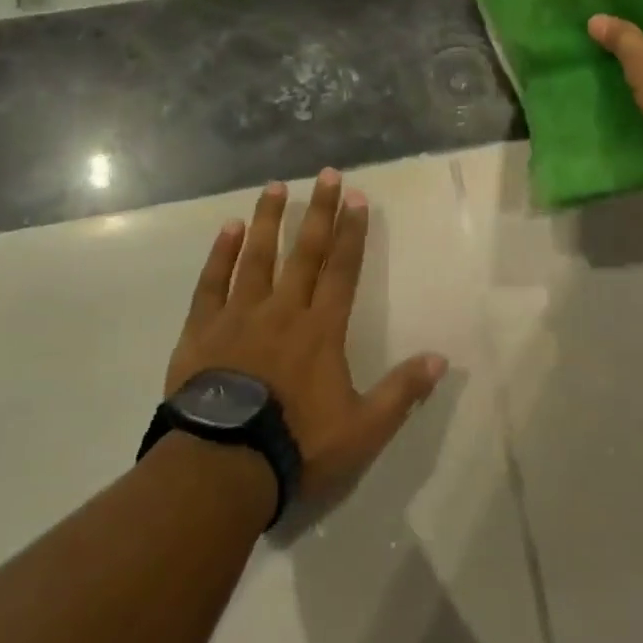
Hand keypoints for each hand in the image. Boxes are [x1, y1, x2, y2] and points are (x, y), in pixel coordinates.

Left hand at [166, 170, 447, 501]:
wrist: (221, 467)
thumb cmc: (297, 446)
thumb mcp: (363, 429)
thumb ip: (402, 392)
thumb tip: (440, 359)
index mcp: (321, 330)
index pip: (342, 269)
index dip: (352, 232)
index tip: (357, 198)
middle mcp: (283, 311)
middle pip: (304, 252)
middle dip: (318, 212)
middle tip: (326, 174)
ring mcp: (238, 317)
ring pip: (257, 257)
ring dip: (268, 220)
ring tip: (275, 186)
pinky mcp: (201, 332)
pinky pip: (212, 284)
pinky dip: (221, 255)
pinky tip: (228, 229)